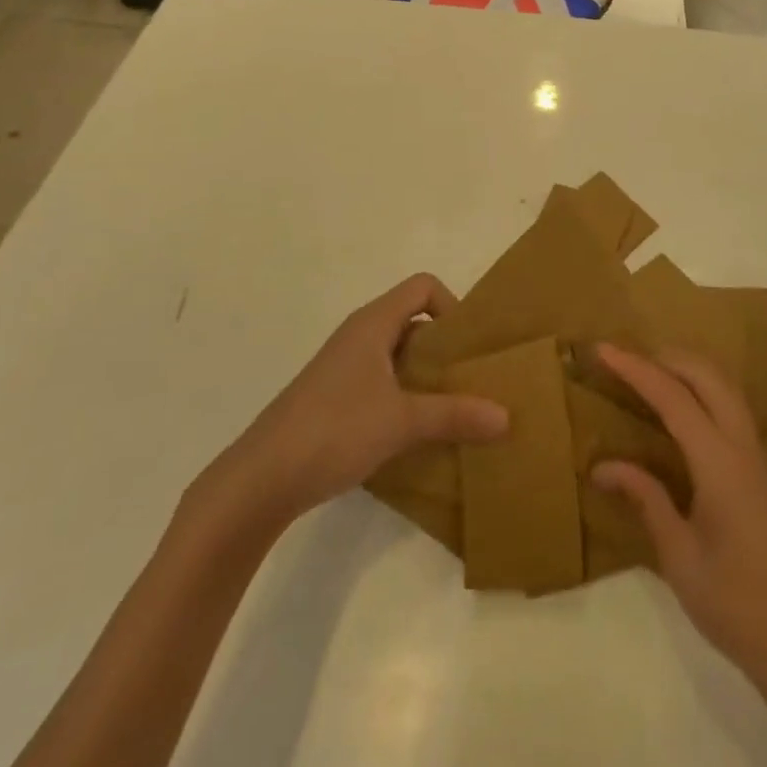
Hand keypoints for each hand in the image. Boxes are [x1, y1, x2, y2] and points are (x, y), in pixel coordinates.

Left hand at [197, 274, 508, 529]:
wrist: (259, 480)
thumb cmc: (333, 430)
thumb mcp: (402, 422)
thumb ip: (455, 415)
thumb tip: (507, 417)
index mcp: (373, 324)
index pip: (422, 287)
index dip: (451, 305)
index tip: (468, 346)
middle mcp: (358, 336)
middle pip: (413, 321)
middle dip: (445, 347)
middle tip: (472, 380)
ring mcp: (343, 368)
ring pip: (397, 356)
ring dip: (426, 376)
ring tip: (452, 410)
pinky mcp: (333, 399)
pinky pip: (381, 382)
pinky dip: (404, 397)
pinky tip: (415, 433)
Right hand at [591, 345, 766, 691]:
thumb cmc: (735, 604)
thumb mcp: (679, 556)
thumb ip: (645, 499)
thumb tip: (601, 466)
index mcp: (719, 463)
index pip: (673, 398)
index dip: (636, 369)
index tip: (603, 349)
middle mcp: (741, 447)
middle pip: (707, 376)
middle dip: (666, 357)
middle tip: (625, 359)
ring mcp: (756, 456)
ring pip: (725, 387)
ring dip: (688, 368)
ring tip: (650, 371)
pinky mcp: (760, 470)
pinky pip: (731, 407)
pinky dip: (703, 388)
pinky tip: (683, 407)